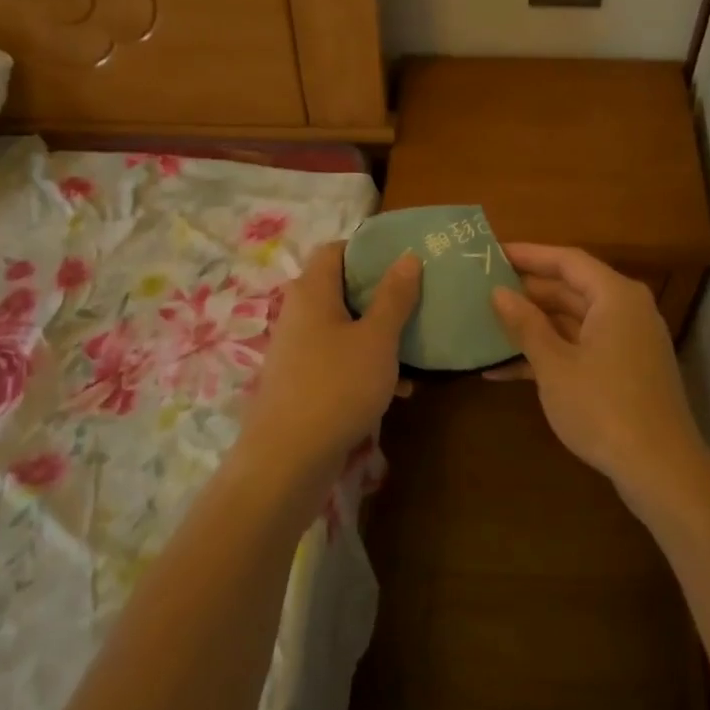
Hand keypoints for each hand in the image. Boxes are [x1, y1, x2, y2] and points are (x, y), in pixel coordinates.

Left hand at [243, 243, 420, 484]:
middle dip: (383, 295)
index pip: (337, 250)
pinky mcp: (303, 380)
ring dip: (380, 334)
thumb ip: (394, 296)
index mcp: (313, 290)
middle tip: (420, 301)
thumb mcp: (377, 338)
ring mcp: (299, 348)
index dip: (370, 251)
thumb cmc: (337, 385)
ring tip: (418, 347)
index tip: (406, 260)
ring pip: (346, 327)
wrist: (288, 459)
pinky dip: (367, 364)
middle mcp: (300, 313)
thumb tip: (407, 257)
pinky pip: (340, 359)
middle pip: (343, 288)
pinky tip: (400, 388)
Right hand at [489, 244, 703, 502]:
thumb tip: (498, 292)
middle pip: (571, 289)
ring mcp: (626, 343)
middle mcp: (625, 311)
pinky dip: (549, 355)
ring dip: (533, 326)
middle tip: (482, 289)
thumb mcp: (555, 365)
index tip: (492, 253)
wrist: (660, 470)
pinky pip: (581, 349)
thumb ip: (525, 324)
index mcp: (615, 297)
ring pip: (573, 322)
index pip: (567, 260)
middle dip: (527, 292)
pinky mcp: (623, 371)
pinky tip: (503, 370)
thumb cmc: (604, 407)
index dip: (529, 254)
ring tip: (486, 325)